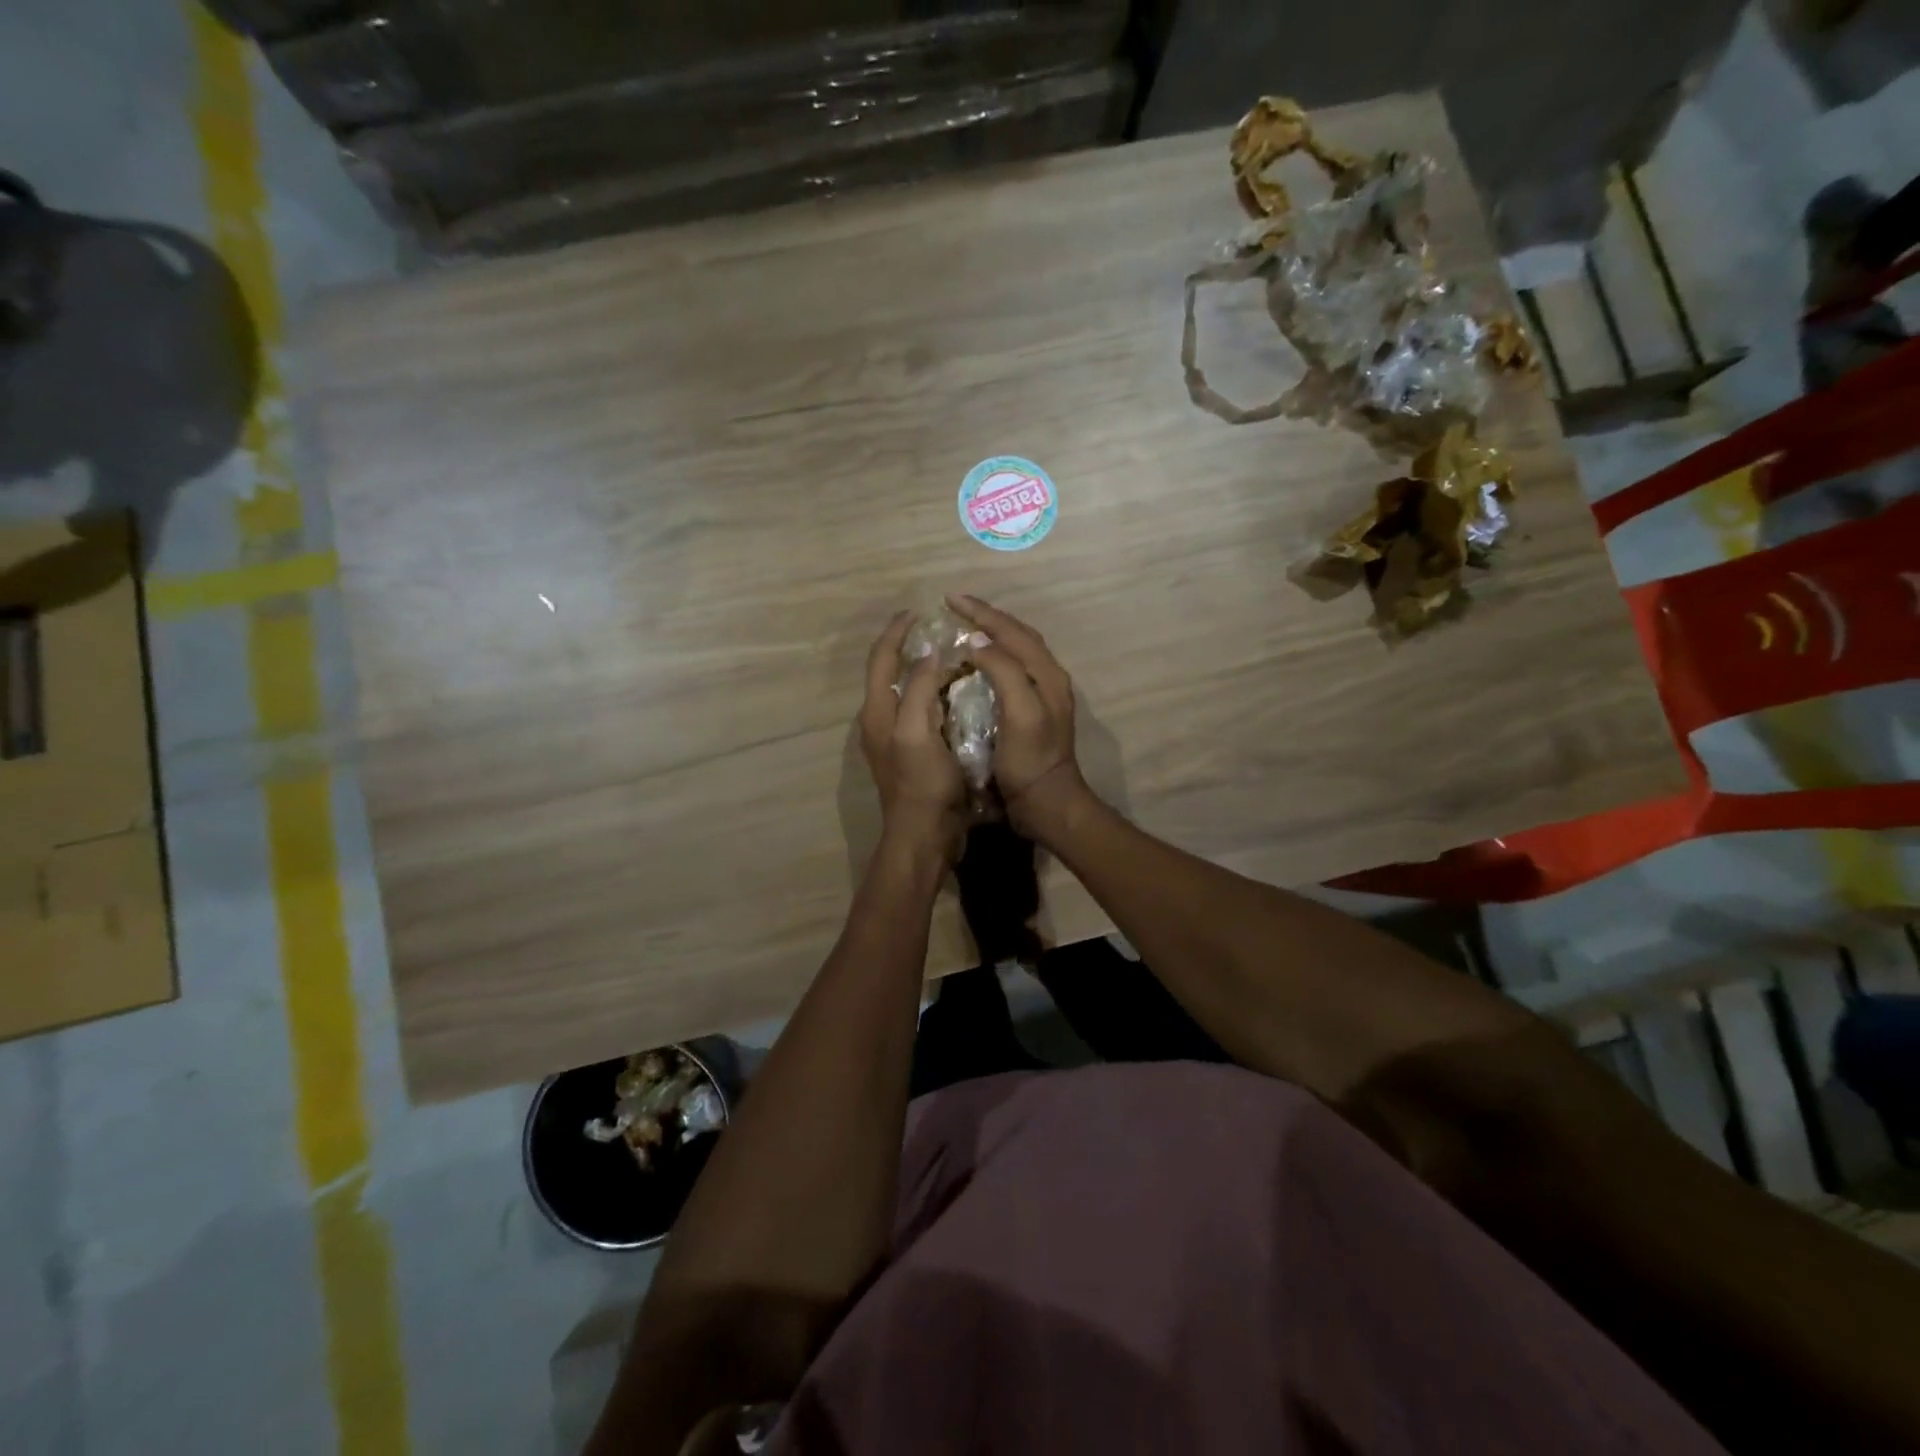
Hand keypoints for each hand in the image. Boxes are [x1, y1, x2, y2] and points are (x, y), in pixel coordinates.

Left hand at [860, 611, 966, 862]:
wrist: (925, 835)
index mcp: (877, 712)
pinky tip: (958, 694)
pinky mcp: (913, 753)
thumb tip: (929, 654)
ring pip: (906, 692)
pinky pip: (921, 711)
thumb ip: (920, 690)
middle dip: (909, 647)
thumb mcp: (918, 732)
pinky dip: (935, 694)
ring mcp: (896, 739)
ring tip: (952, 656)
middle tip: (939, 631)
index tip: (917, 612)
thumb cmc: (922, 784)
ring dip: (924, 670)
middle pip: (889, 673)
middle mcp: (881, 721)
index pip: (881, 660)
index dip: (896, 633)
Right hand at [947, 594, 1088, 840]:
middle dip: (986, 617)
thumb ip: (1004, 671)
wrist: (1046, 803)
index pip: (1012, 631)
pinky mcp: (1030, 713)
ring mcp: (1040, 696)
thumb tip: (978, 641)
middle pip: (1017, 636)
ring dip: (990, 635)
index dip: (981, 613)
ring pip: (1014, 652)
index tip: (950, 599)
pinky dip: (990, 659)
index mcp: (1046, 674)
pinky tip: (972, 665)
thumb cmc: (1031, 761)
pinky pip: (1009, 672)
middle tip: (955, 607)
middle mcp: (1047, 678)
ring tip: (962, 628)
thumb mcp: (1020, 713)